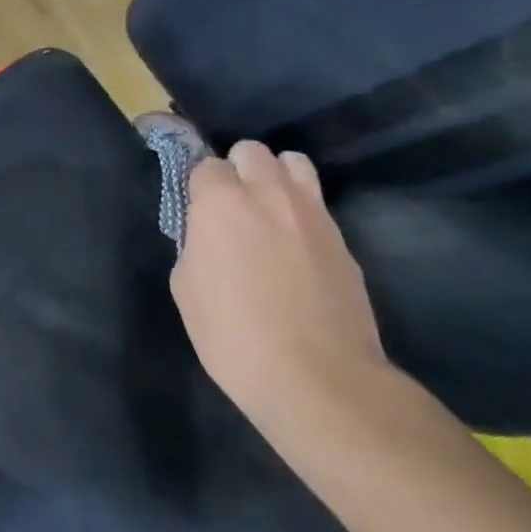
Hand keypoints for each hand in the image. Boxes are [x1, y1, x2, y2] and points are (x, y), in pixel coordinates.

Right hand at [165, 134, 387, 430]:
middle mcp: (268, 194)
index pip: (205, 164)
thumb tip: (205, 235)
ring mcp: (313, 214)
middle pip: (252, 151)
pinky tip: (297, 249)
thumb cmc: (234, 335)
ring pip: (294, 163)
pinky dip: (302, 213)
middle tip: (232, 207)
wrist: (320, 380)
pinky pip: (318, 206)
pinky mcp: (344, 241)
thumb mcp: (186, 288)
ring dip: (277, 177)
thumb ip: (194, 245)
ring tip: (270, 212)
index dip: (199, 187)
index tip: (197, 212)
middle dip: (238, 169)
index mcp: (221, 202)